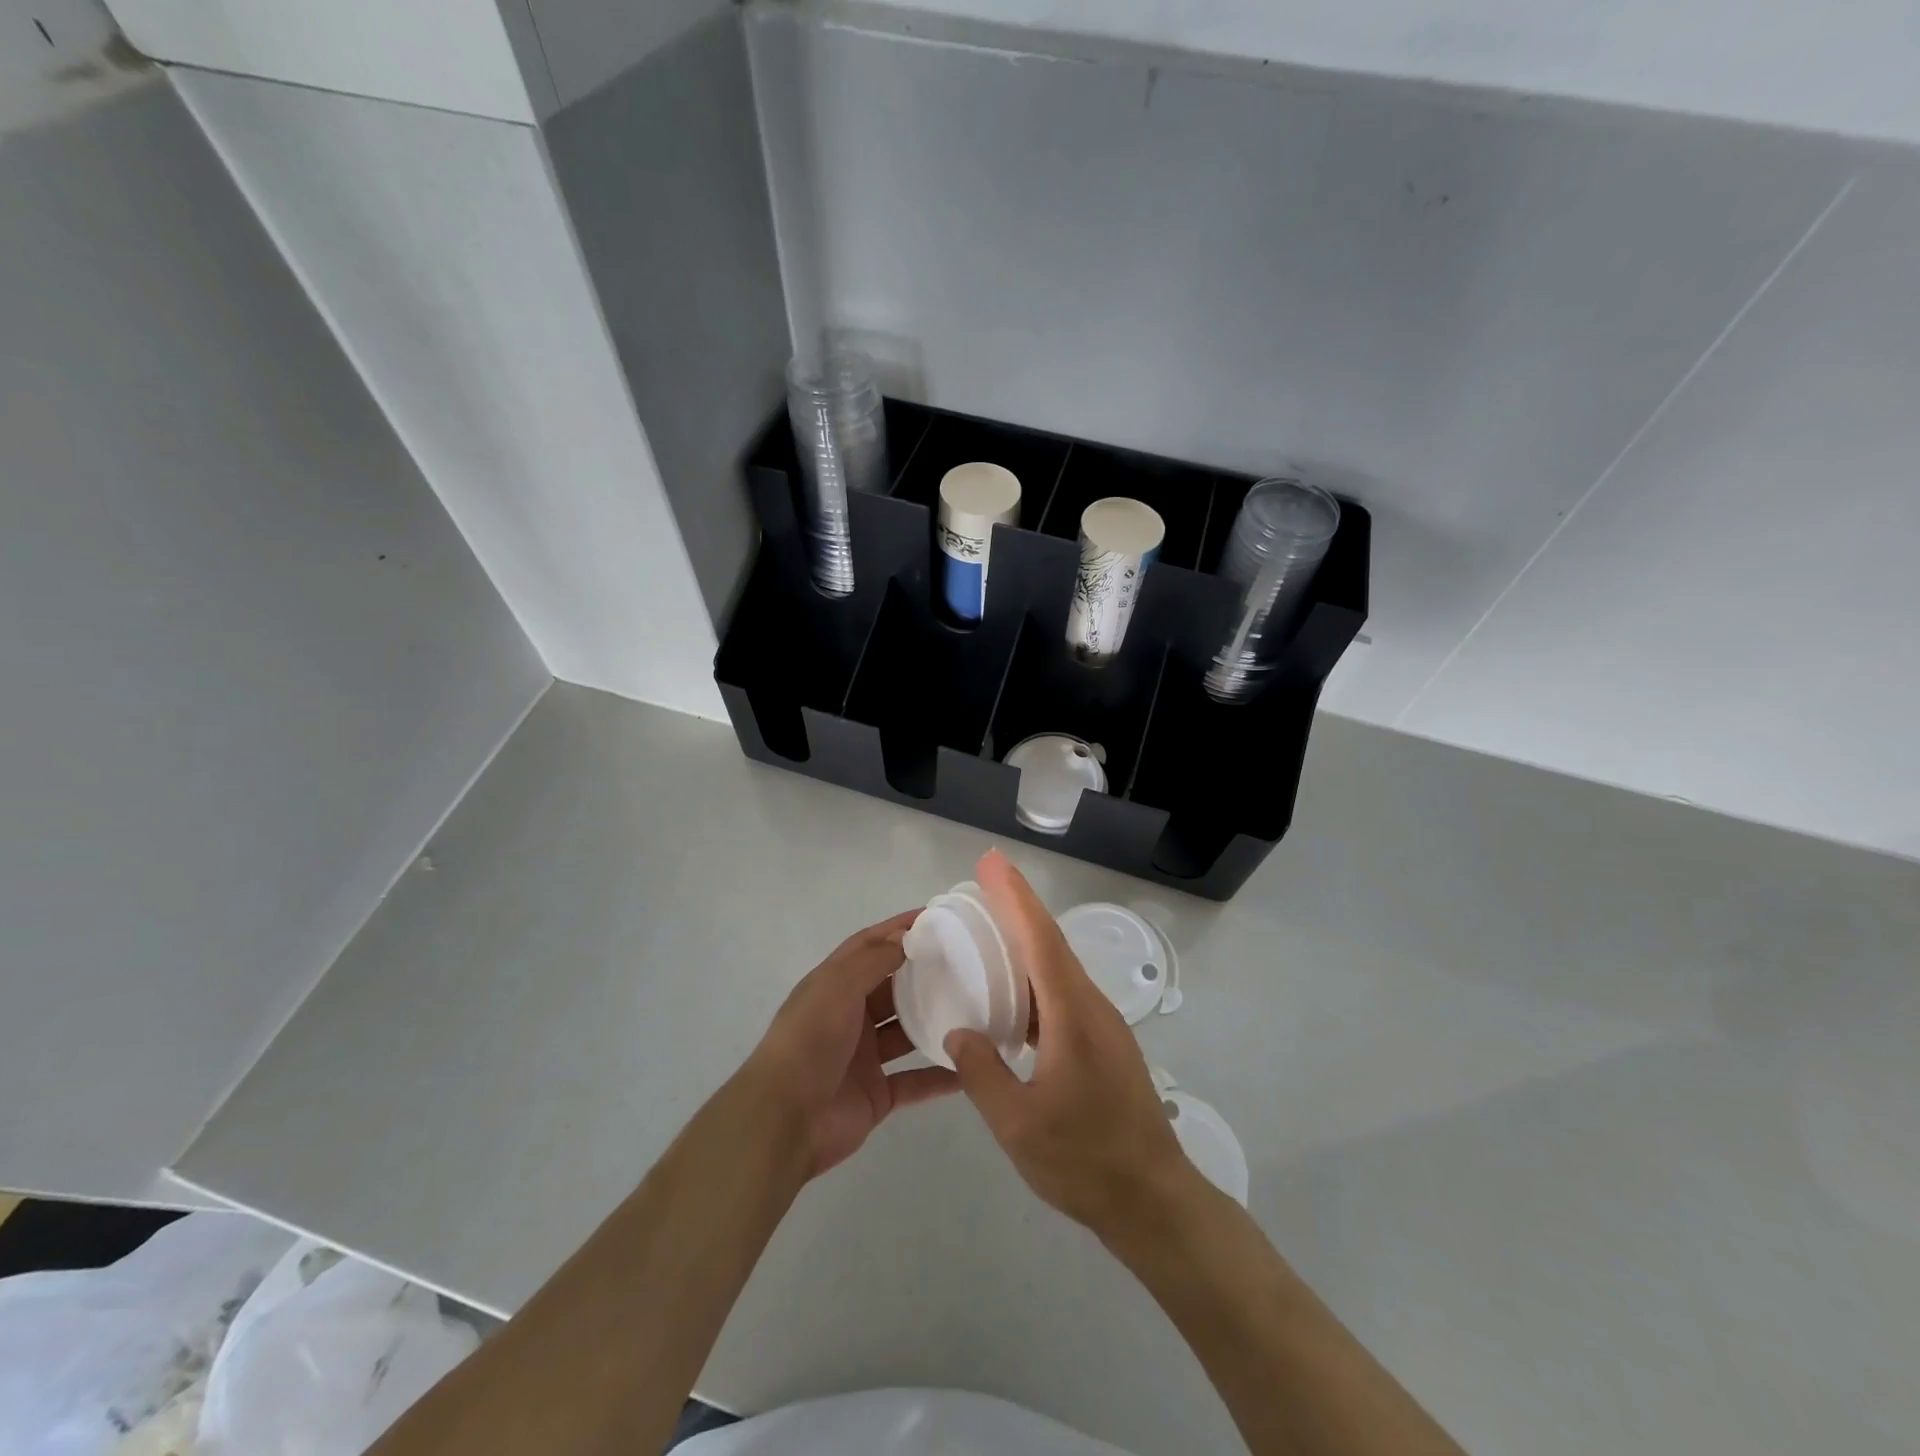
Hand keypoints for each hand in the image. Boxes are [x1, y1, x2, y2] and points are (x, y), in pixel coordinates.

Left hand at [742, 911, 959, 1179]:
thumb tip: (906, 936)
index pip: (868, 946)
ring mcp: (864, 1057)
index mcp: (833, 986)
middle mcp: (849, 1017)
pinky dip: (939, 1077)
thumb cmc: (809, 1041)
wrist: (785, 1120)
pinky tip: (970, 1068)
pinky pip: (915, 1081)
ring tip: (975, 1009)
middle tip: (966, 963)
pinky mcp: (877, 1095)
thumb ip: (873, 960)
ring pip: (906, 1033)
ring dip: (934, 1022)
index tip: (934, 917)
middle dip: (922, 975)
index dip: (897, 929)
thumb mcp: (837, 987)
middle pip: (891, 988)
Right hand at [945, 850, 1199, 1239]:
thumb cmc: (1085, 1160)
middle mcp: (1091, 1007)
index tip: (991, 863)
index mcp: (1072, 1014)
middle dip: (1017, 906)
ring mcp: (1102, 1025)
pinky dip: (1035, 977)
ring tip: (990, 929)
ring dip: (1027, 940)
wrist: (1154, 1199)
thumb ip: (982, 1073)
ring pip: (1059, 967)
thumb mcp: (1018, 1124)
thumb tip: (960, 1032)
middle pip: (1051, 942)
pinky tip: (1014, 995)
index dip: (1014, 897)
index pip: (1040, 939)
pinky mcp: (1104, 1044)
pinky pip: (1063, 993)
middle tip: (983, 881)